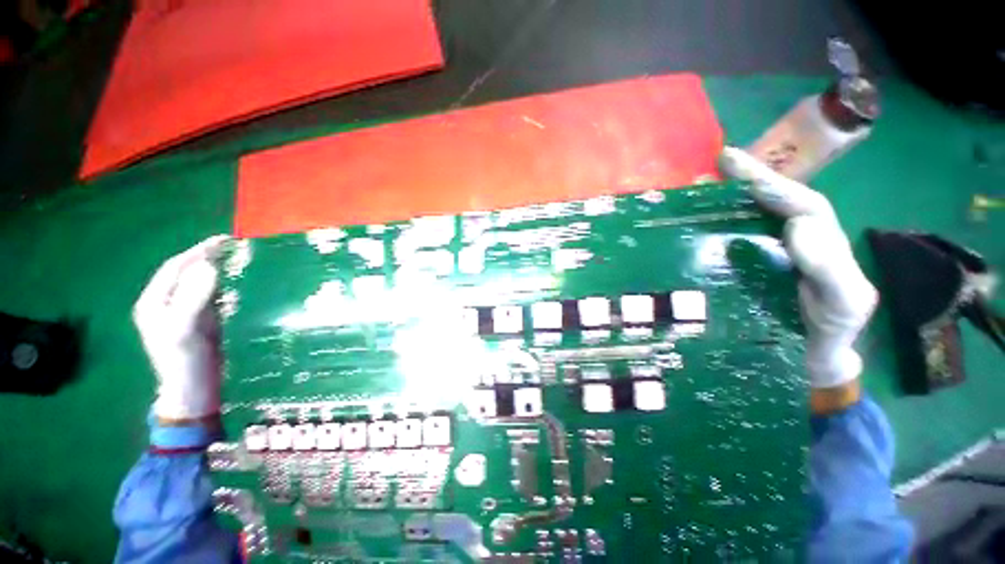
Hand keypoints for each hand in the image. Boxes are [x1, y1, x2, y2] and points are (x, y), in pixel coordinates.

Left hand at [133, 235, 229, 421]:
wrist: (193, 386)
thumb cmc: (184, 358)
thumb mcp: (186, 327)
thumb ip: (195, 295)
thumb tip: (210, 266)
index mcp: (154, 302)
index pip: (175, 268)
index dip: (197, 252)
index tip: (222, 241)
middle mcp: (165, 303)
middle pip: (186, 273)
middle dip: (206, 259)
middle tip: (232, 248)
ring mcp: (182, 312)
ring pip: (198, 284)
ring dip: (215, 272)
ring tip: (234, 262)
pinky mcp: (198, 321)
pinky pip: (209, 297)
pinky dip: (221, 289)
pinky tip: (232, 288)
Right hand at [719, 147, 876, 399]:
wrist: (808, 361)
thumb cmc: (830, 334)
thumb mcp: (844, 304)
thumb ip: (832, 270)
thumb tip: (795, 227)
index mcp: (821, 244)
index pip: (801, 203)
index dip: (772, 183)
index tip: (737, 166)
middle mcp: (792, 243)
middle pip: (772, 204)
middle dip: (747, 179)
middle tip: (717, 163)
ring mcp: (764, 257)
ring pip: (749, 221)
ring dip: (724, 201)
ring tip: (695, 187)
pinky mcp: (741, 272)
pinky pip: (728, 245)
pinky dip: (709, 229)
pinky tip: (687, 226)